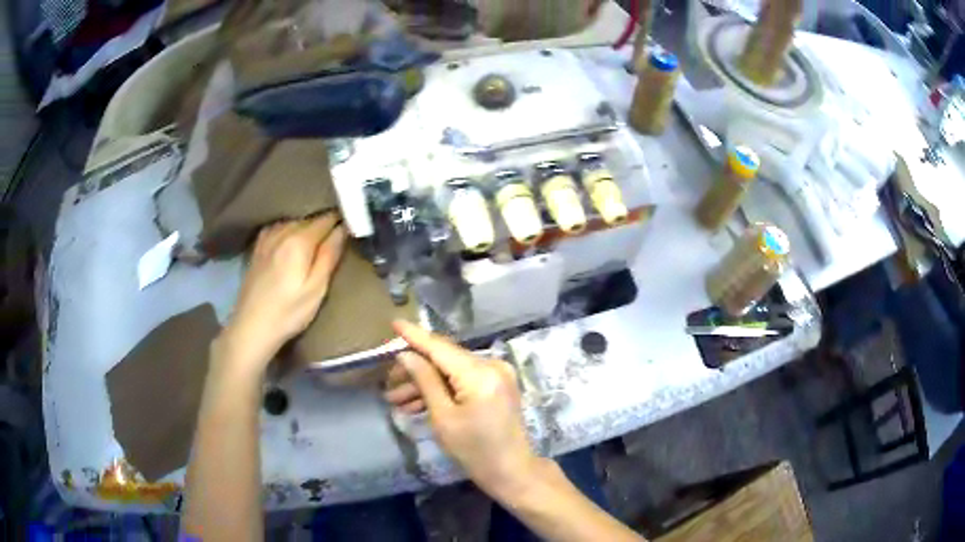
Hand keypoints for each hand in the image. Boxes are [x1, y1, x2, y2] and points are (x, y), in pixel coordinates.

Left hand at [220, 214, 346, 372]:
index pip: (326, 219)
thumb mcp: (316, 289)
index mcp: (299, 241)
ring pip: (293, 223)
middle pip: (309, 220)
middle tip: (335, 242)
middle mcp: (282, 232)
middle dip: (323, 226)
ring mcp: (267, 238)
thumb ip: (329, 256)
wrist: (251, 327)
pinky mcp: (258, 247)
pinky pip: (278, 228)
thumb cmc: (288, 313)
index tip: (350, 230)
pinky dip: (288, 231)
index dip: (340, 222)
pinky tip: (290, 242)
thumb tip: (343, 229)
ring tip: (314, 244)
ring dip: (306, 228)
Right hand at [384, 320, 539, 497]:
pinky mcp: (498, 385)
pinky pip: (464, 380)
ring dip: (426, 383)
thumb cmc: (475, 451)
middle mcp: (492, 365)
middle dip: (415, 370)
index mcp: (480, 373)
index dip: (415, 336)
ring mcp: (498, 374)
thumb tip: (406, 355)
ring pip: (452, 371)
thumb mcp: (443, 418)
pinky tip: (418, 404)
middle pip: (445, 359)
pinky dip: (444, 389)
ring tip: (396, 401)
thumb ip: (425, 381)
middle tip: (388, 385)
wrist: (512, 471)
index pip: (440, 347)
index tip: (394, 322)